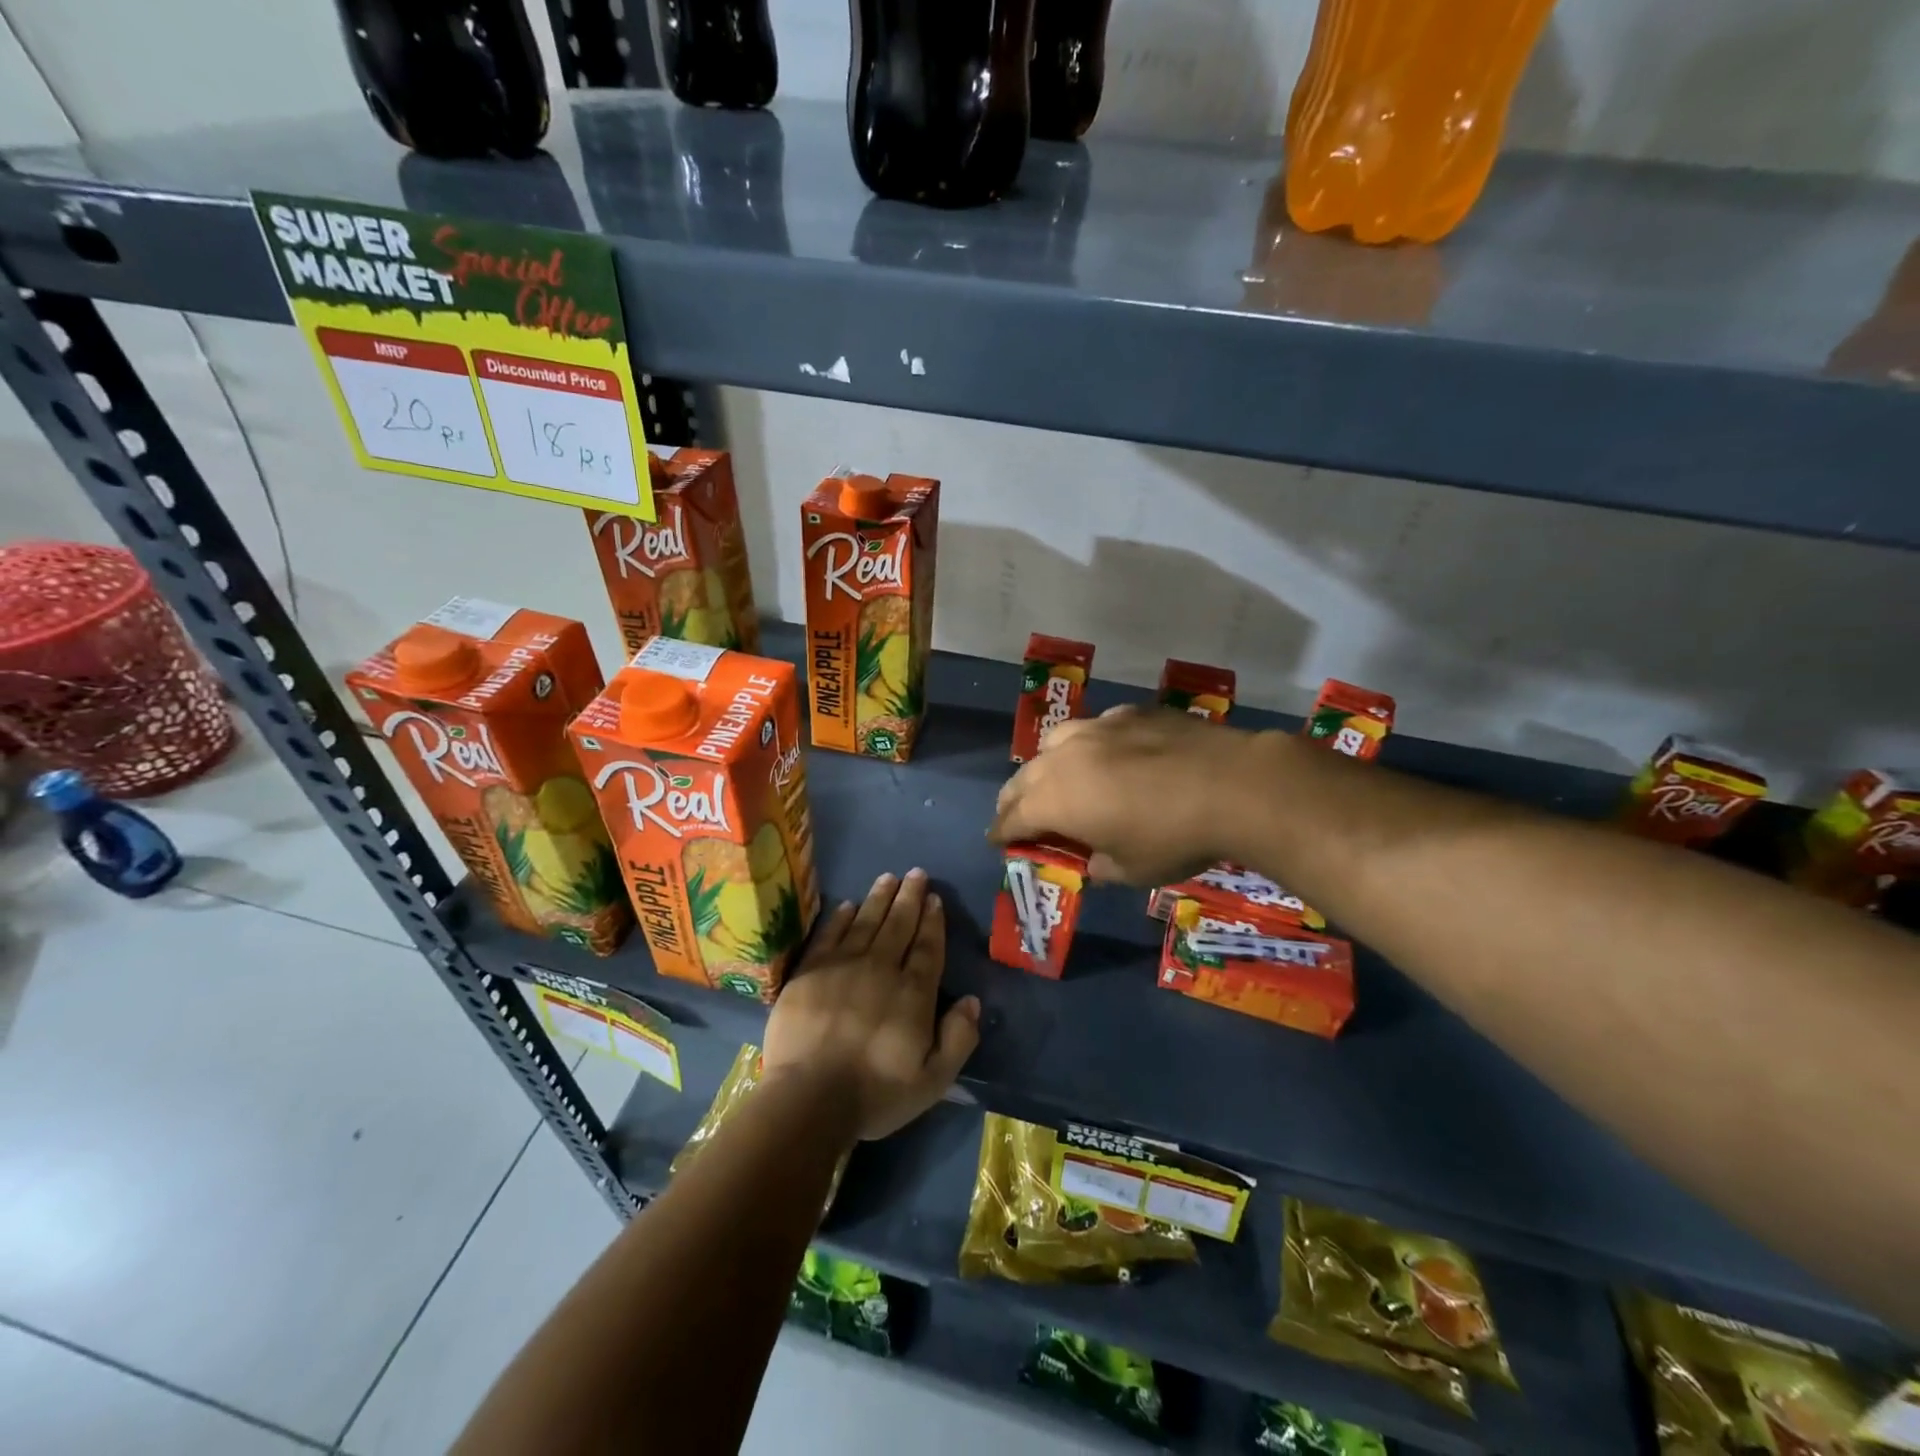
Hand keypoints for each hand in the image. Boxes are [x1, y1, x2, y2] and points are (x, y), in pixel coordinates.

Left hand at [762, 869, 980, 1142]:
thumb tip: (973, 1001)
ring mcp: (842, 966)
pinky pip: (829, 935)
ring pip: (865, 922)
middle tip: (916, 874)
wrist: (809, 1098)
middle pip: (898, 925)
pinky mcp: (810, 972)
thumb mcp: (933, 1079)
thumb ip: (958, 1038)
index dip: (932, 921)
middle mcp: (880, 969)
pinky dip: (839, 918)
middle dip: (909, 897)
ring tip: (889, 877)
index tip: (934, 898)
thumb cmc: (875, 1093)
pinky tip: (847, 905)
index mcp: (913, 993)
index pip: (927, 947)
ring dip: (879, 898)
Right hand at [990, 706, 1269, 884]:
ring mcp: (1096, 729)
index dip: (1001, 833)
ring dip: (1047, 765)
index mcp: (1055, 801)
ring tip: (1056, 777)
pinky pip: (1095, 728)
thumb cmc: (1173, 838)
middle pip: (1023, 778)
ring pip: (1054, 743)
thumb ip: (1099, 865)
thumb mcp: (1131, 871)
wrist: (1231, 785)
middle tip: (1015, 813)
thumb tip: (1092, 859)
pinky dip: (1090, 746)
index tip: (996, 841)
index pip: (1012, 818)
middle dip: (1014, 799)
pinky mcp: (1128, 713)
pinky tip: (1109, 754)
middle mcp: (1064, 759)